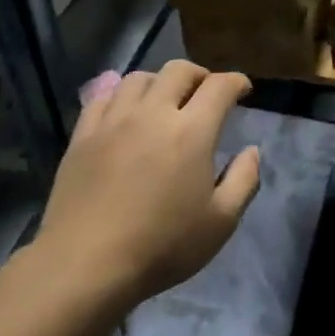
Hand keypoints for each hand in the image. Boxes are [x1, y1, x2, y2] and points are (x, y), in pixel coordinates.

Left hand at [36, 60, 259, 311]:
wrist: (86, 265)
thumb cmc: (162, 246)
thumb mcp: (220, 222)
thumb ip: (244, 180)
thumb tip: (251, 150)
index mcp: (192, 131)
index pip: (219, 87)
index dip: (236, 82)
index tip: (242, 89)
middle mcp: (153, 114)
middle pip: (178, 71)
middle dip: (199, 75)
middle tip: (206, 92)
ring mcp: (113, 121)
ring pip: (139, 78)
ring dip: (160, 82)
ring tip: (164, 100)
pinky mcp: (83, 135)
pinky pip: (103, 97)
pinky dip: (121, 95)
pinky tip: (125, 111)